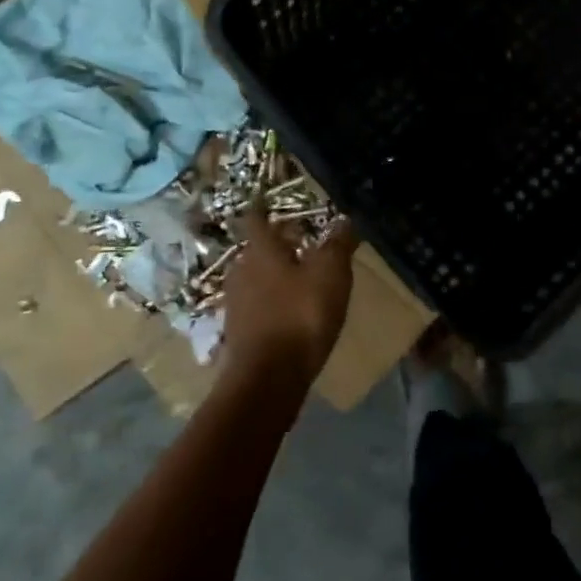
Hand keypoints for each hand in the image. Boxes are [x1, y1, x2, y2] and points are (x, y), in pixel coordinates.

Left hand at [219, 207, 357, 388]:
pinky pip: (255, 307)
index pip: (256, 218)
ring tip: (297, 280)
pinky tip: (288, 314)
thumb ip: (338, 244)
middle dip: (275, 246)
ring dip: (273, 276)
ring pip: (254, 279)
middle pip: (256, 250)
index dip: (263, 208)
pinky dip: (270, 304)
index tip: (270, 201)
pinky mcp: (238, 333)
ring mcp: (235, 303)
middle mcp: (241, 270)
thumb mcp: (330, 274)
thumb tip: (345, 219)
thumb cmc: (300, 315)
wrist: (267, 379)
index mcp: (260, 249)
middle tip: (298, 243)